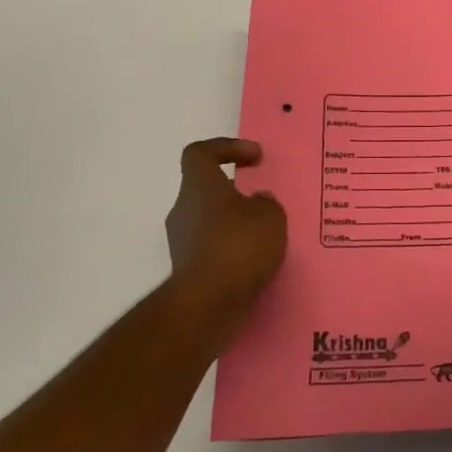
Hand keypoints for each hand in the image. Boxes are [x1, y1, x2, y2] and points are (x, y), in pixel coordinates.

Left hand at [163, 138, 286, 346]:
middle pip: (207, 189)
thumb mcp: (271, 216)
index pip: (200, 153)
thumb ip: (266, 203)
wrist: (207, 304)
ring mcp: (181, 242)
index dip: (226, 148)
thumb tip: (258, 202)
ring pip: (210, 221)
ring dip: (235, 224)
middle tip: (264, 202)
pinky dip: (232, 251)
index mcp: (200, 186)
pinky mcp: (186, 271)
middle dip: (235, 193)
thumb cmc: (239, 245)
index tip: (255, 157)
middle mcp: (183, 209)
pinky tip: (256, 262)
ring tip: (266, 236)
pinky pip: (212, 249)